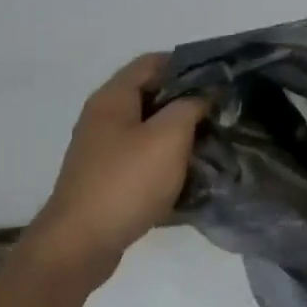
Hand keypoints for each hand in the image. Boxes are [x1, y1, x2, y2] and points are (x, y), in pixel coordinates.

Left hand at [25, 54, 204, 278]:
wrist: (81, 243)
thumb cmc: (126, 182)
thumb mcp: (168, 137)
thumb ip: (190, 107)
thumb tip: (204, 96)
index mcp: (113, 98)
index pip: (153, 63)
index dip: (188, 65)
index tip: (221, 80)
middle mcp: (104, 118)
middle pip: (152, 96)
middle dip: (188, 102)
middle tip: (224, 114)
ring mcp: (104, 150)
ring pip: (150, 130)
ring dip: (181, 134)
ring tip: (215, 143)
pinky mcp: (109, 178)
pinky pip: (144, 159)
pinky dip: (168, 161)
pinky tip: (191, 174)